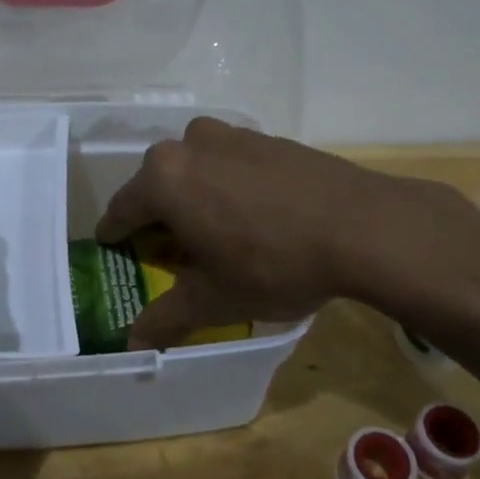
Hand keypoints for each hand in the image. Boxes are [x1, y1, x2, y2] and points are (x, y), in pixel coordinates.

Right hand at [94, 117, 462, 347]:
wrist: (363, 226)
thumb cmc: (273, 263)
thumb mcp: (215, 300)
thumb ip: (166, 317)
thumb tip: (132, 343)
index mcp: (165, 177)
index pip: (122, 209)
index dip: (116, 235)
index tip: (116, 250)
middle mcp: (191, 144)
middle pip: (159, 184)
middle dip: (160, 217)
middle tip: (173, 253)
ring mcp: (234, 135)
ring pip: (196, 168)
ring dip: (196, 196)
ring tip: (216, 232)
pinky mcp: (270, 138)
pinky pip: (232, 163)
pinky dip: (229, 185)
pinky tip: (254, 215)